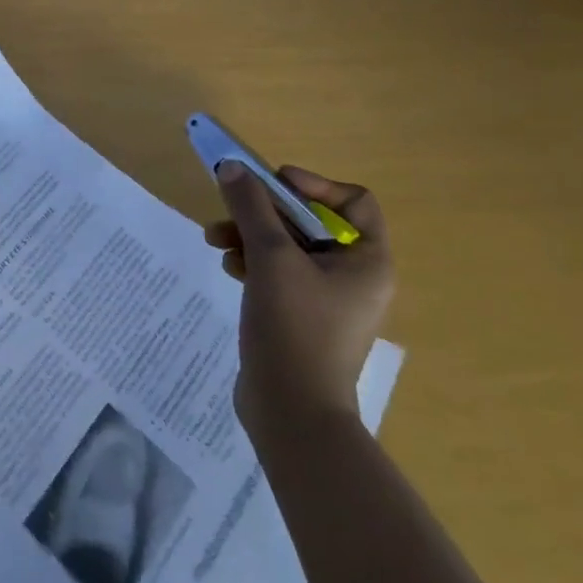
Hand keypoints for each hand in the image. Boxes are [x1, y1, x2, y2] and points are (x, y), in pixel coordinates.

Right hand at [204, 163, 394, 443]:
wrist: (292, 415)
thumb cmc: (295, 328)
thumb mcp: (271, 258)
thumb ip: (251, 206)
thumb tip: (232, 166)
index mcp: (366, 260)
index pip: (352, 201)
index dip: (314, 185)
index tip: (274, 185)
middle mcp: (353, 275)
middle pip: (310, 220)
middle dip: (265, 211)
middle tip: (230, 206)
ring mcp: (326, 298)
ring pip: (288, 245)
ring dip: (250, 234)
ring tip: (215, 239)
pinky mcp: (300, 315)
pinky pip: (278, 272)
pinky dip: (252, 262)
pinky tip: (227, 267)